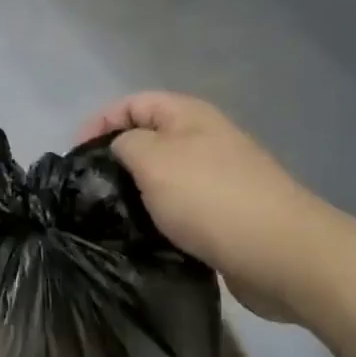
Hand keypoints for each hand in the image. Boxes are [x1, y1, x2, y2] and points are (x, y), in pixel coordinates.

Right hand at [79, 93, 326, 320]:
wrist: (280, 253)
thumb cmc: (209, 197)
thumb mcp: (152, 159)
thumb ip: (125, 144)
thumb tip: (121, 150)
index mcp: (189, 116)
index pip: (133, 103)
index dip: (99, 121)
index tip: (74, 156)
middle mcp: (205, 139)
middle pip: (148, 139)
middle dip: (115, 159)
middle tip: (88, 190)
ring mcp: (218, 178)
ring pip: (163, 177)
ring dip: (135, 193)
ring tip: (109, 216)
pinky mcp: (224, 215)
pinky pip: (179, 208)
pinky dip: (158, 218)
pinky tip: (142, 237)